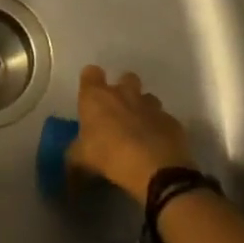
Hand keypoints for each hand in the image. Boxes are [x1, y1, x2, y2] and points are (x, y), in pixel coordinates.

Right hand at [68, 65, 196, 201]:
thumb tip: (71, 157)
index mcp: (97, 96)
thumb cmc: (109, 156)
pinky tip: (157, 147)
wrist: (156, 169)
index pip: (91, 73)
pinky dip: (160, 129)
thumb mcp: (81, 159)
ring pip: (148, 98)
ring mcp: (151, 106)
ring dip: (143, 109)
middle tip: (118, 113)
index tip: (90, 97)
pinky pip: (164, 120)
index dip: (91, 82)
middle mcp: (124, 93)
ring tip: (140, 131)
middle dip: (123, 90)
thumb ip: (74, 153)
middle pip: (126, 78)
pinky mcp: (172, 122)